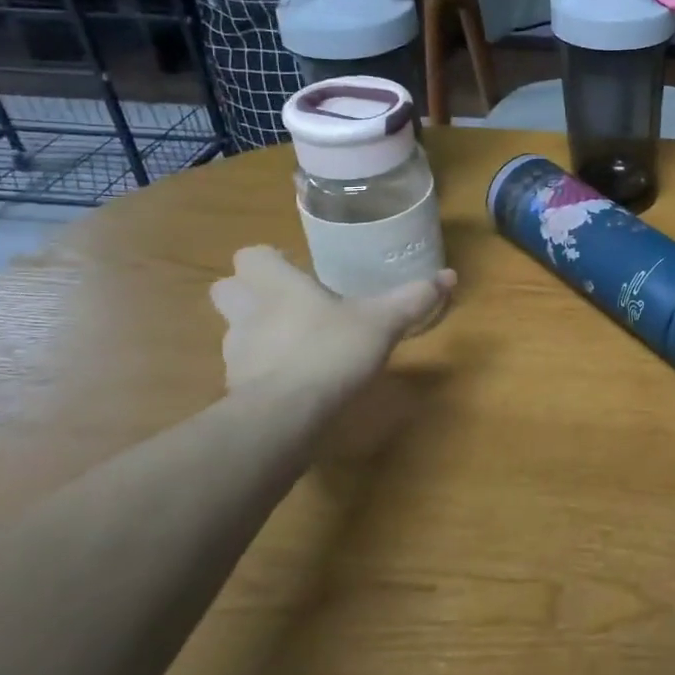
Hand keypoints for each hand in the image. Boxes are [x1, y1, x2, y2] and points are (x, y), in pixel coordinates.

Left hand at [210, 246, 455, 399]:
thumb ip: (413, 298)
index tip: (297, 270)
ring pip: (233, 332)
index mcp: (277, 286)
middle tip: (288, 302)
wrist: (285, 417)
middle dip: (249, 293)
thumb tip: (449, 275)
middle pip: (226, 289)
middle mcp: (248, 314)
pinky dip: (263, 370)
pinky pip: (245, 370)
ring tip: (295, 344)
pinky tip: (293, 381)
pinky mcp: (235, 390)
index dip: (269, 260)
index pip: (250, 256)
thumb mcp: (382, 322)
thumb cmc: (331, 351)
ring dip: (256, 332)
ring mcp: (235, 353)